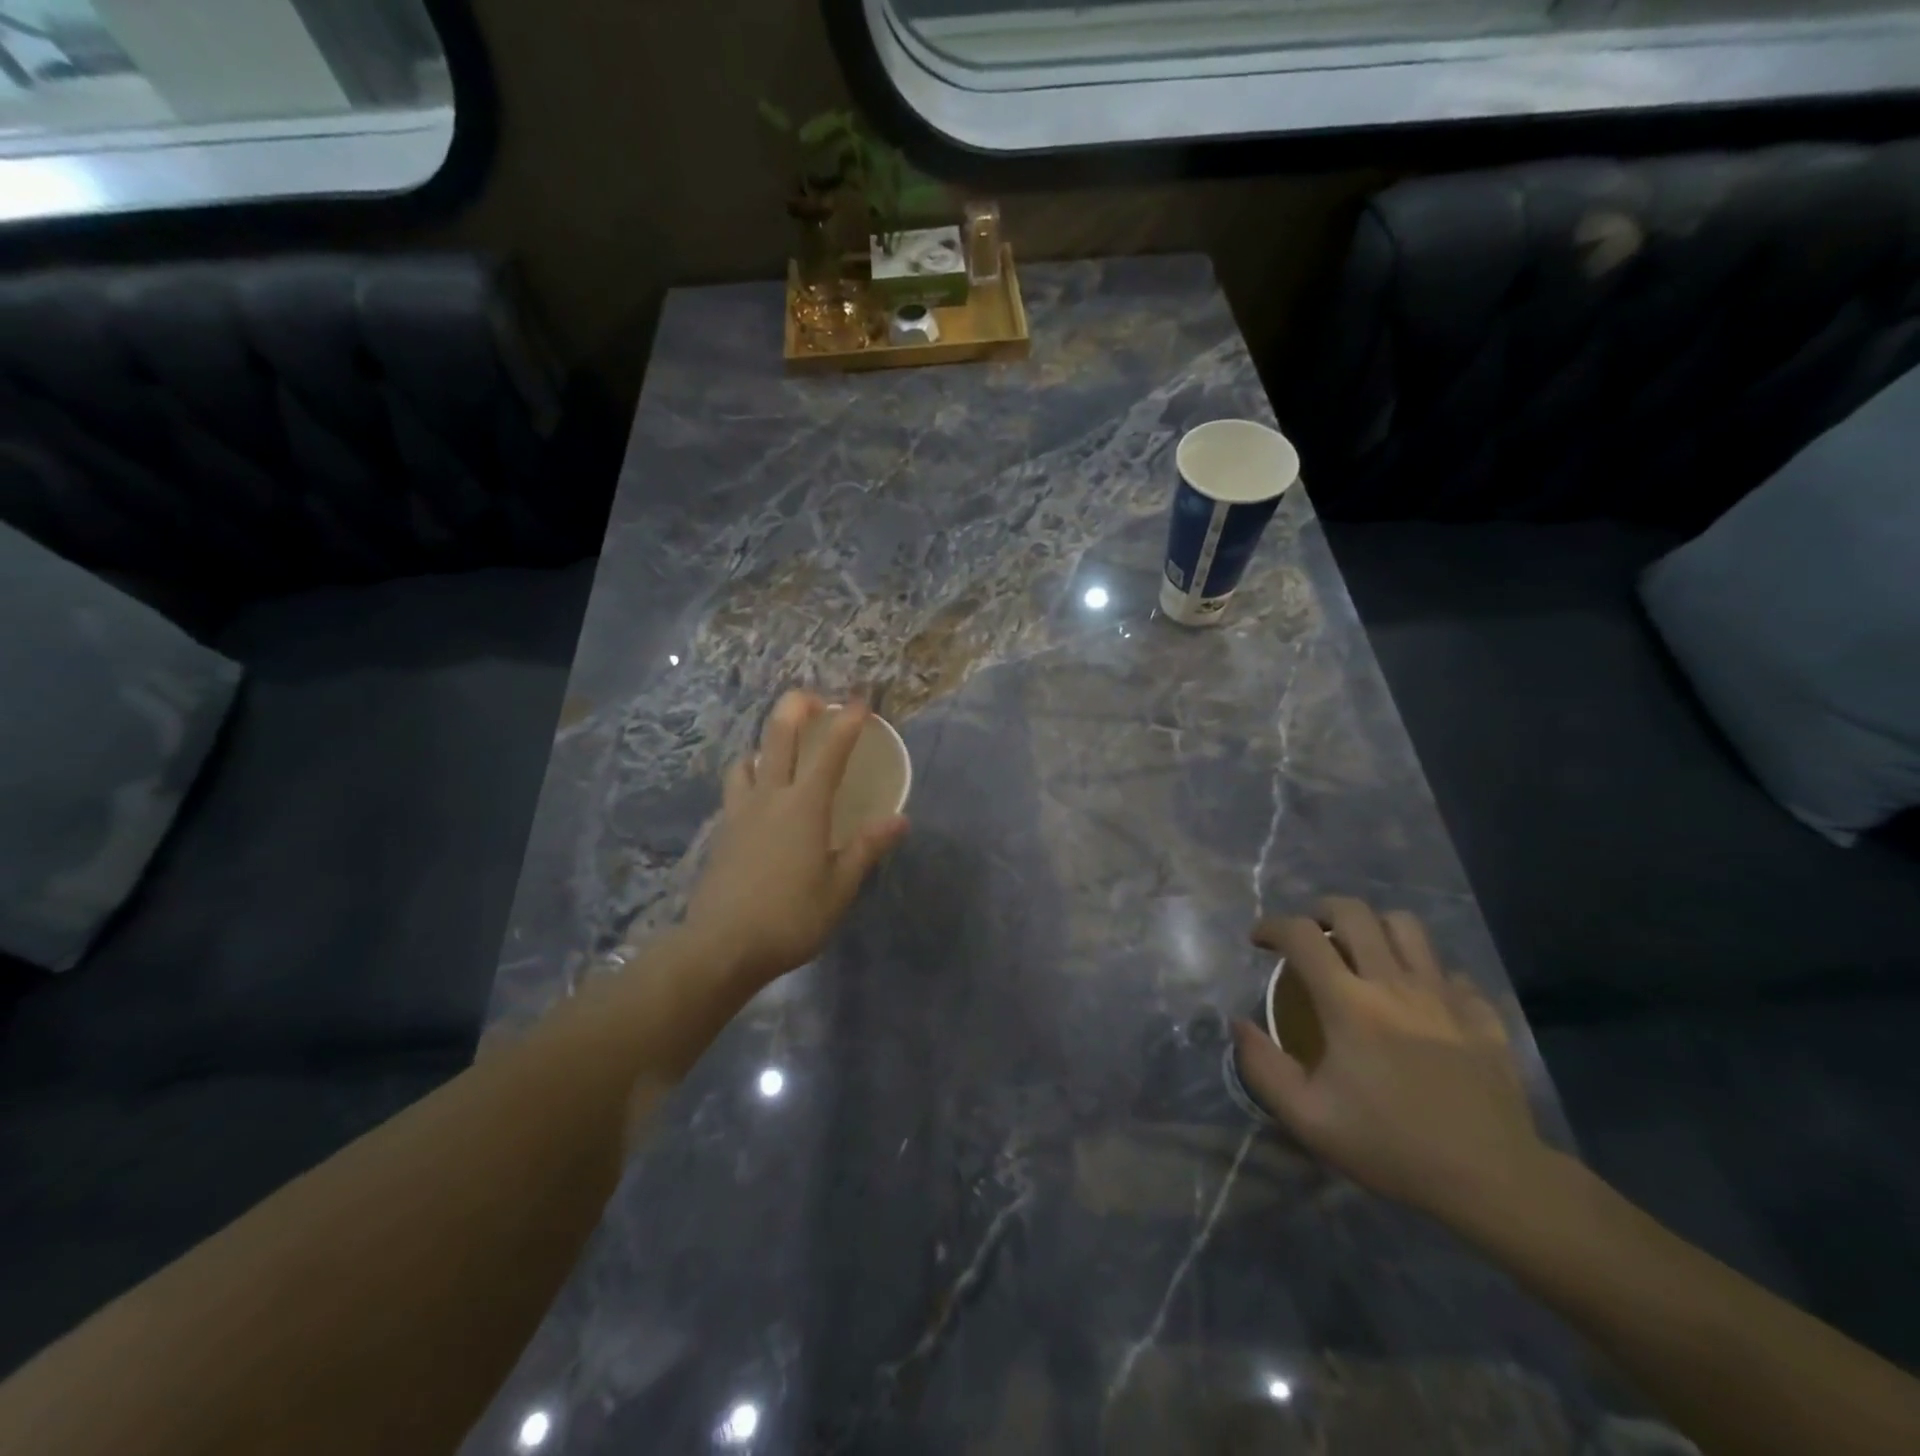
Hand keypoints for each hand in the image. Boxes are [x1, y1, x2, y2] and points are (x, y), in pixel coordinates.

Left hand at [682, 691, 908, 986]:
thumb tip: (899, 819)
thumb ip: (866, 848)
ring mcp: (739, 813)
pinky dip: (749, 775)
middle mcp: (769, 798)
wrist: (721, 947)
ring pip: (748, 761)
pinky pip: (736, 788)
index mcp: (804, 807)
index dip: (846, 724)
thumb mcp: (838, 888)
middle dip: (794, 709)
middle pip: (778, 739)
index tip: (859, 702)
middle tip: (810, 697)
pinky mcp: (722, 832)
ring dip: (764, 744)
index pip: (830, 754)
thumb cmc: (790, 918)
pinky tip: (758, 795)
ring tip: (778, 750)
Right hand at [1232, 897, 1547, 1227]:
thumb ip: (1263, 1066)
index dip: (1272, 926)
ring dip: (1374, 928)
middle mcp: (1394, 983)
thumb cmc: (1391, 1146)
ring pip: (1406, 926)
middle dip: (1321, 911)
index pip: (1301, 935)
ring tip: (1361, 953)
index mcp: (1349, 1003)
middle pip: (1354, 912)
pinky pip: (1450, 971)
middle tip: (1309, 938)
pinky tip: (1418, 1000)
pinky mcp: (1480, 1014)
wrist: (1493, 1181)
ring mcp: (1443, 994)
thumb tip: (1239, 1023)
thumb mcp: (1308, 1118)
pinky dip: (1426, 973)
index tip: (1259, 941)